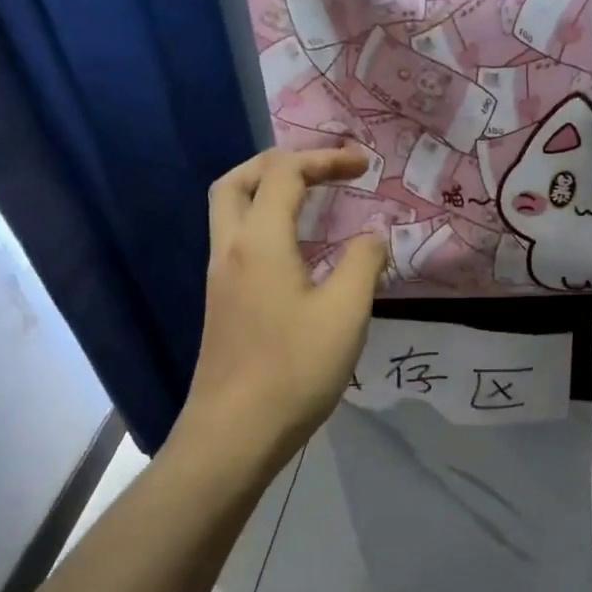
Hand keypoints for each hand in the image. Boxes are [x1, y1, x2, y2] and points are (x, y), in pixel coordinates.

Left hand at [186, 146, 385, 456]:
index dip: (325, 158)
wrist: (235, 433)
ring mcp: (220, 278)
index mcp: (260, 242)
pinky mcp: (222, 304)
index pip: (284, 173)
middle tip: (321, 169)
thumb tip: (372, 237)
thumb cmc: (294, 369)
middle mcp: (230, 250)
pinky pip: (238, 242)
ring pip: (231, 212)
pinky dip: (265, 225)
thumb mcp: (346, 313)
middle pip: (238, 181)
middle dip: (280, 163)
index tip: (364, 166)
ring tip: (312, 200)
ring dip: (268, 192)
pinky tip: (298, 252)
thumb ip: (363, 264)